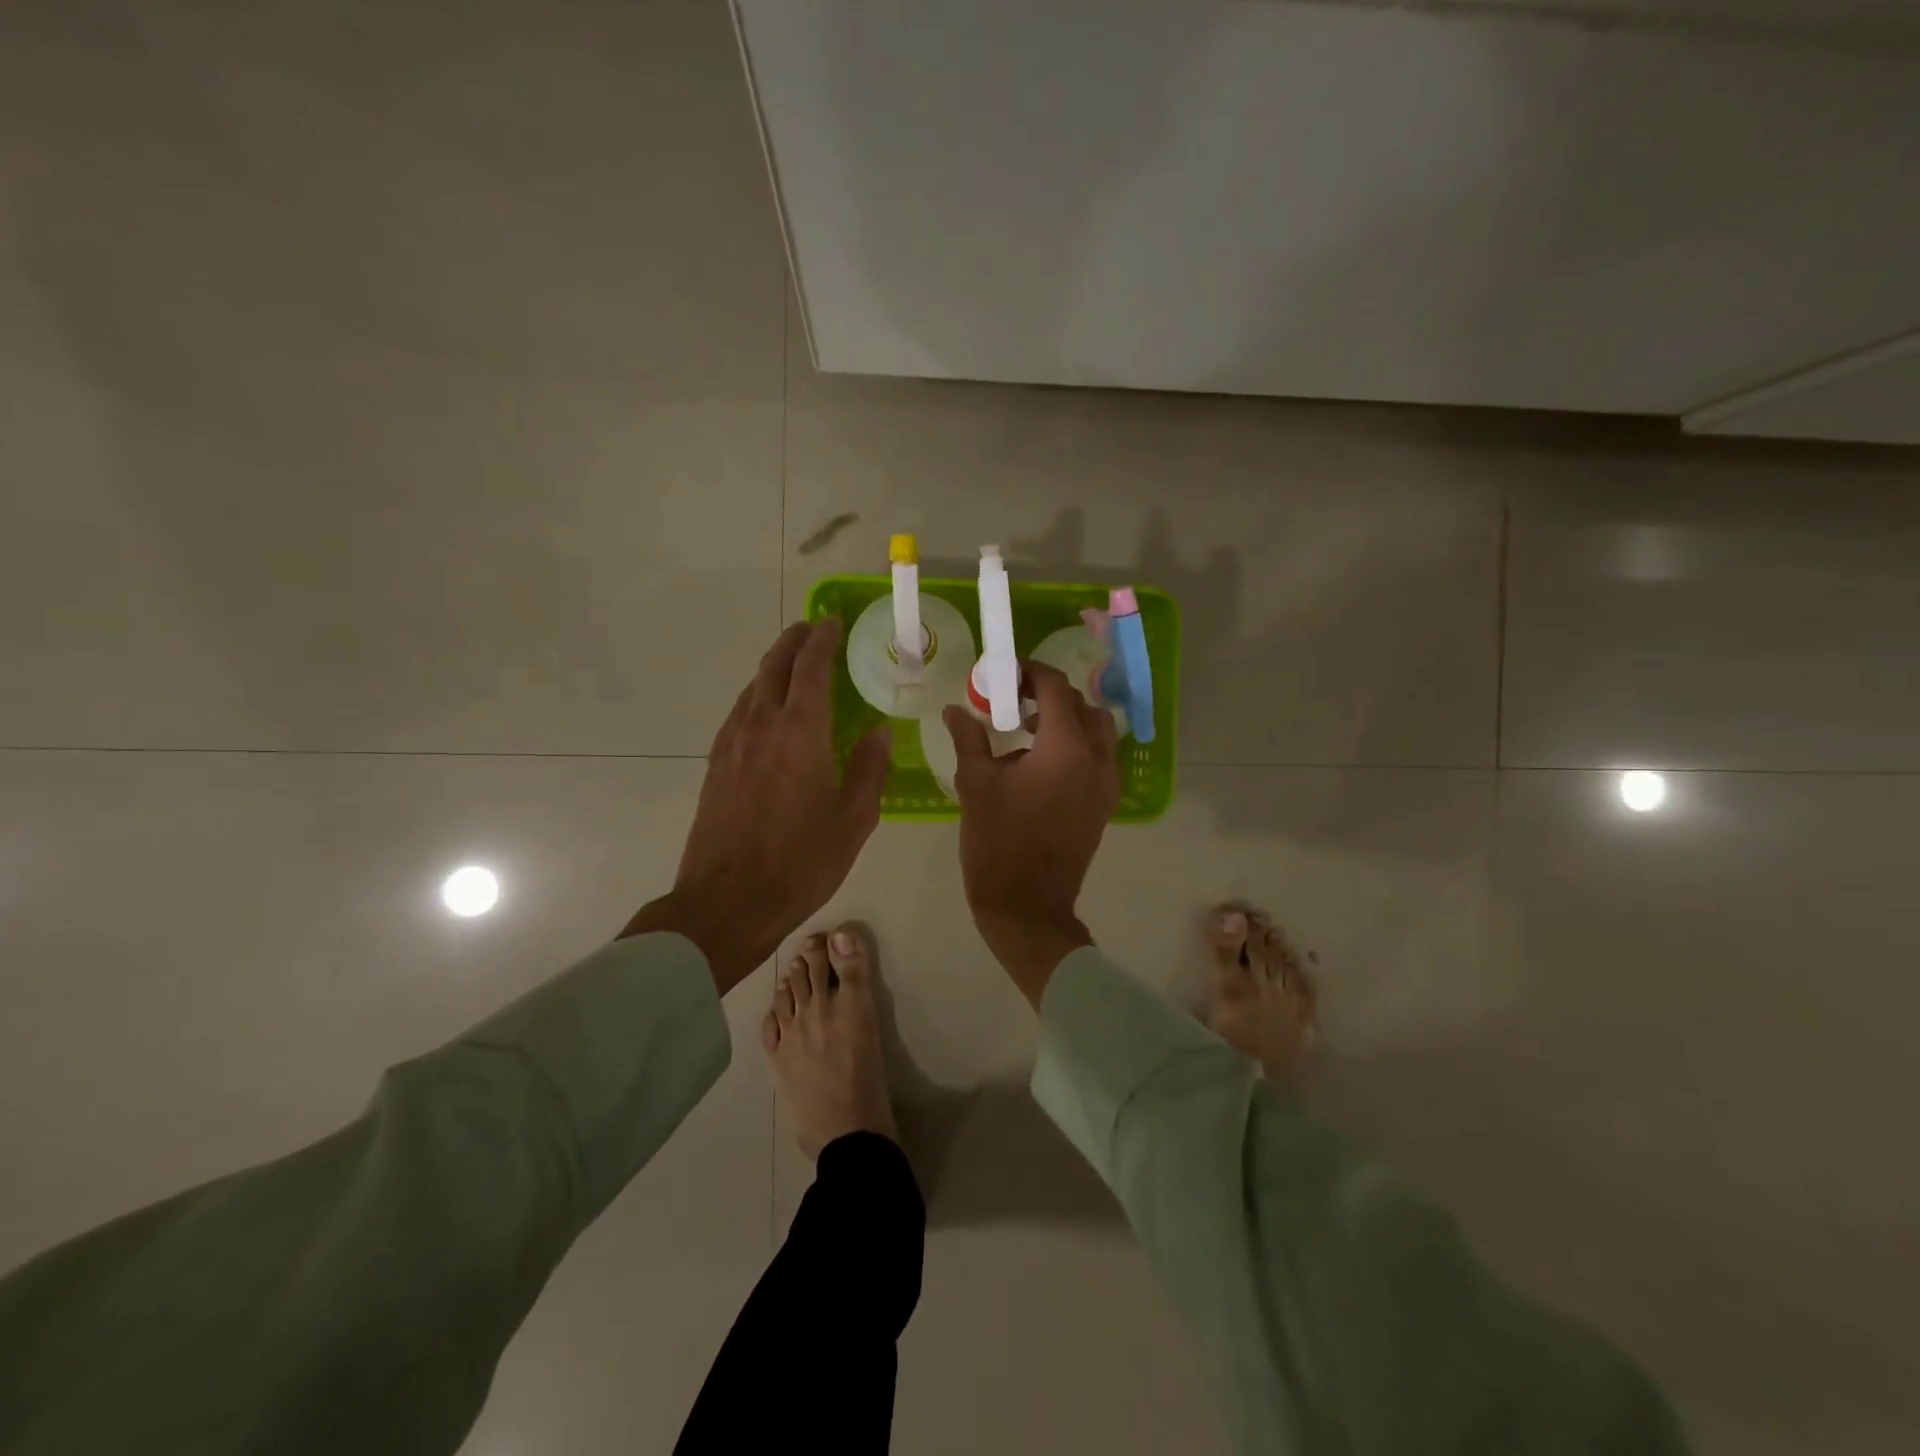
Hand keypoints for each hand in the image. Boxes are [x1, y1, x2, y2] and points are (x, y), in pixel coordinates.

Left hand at [622, 618, 889, 993]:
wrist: (727, 902)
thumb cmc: (801, 861)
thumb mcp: (854, 819)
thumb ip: (870, 768)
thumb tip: (879, 732)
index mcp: (799, 732)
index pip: (810, 667)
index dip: (822, 639)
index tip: (833, 622)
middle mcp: (760, 725)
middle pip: (773, 666)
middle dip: (794, 641)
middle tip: (813, 630)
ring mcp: (731, 744)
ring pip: (752, 688)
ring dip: (774, 667)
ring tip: (794, 666)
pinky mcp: (716, 765)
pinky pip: (739, 713)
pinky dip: (758, 696)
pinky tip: (768, 712)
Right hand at [943, 661, 1120, 1007]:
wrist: (1027, 905)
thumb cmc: (997, 842)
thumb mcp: (976, 784)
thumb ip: (969, 738)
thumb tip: (956, 709)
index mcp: (1065, 748)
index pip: (1056, 688)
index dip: (1031, 673)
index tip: (1005, 674)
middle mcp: (1097, 759)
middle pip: (1083, 705)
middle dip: (1050, 694)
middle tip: (1014, 700)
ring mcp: (1107, 783)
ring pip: (1098, 730)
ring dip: (1068, 719)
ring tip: (1028, 730)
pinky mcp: (1105, 803)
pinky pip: (1099, 756)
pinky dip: (1077, 744)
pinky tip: (1041, 761)